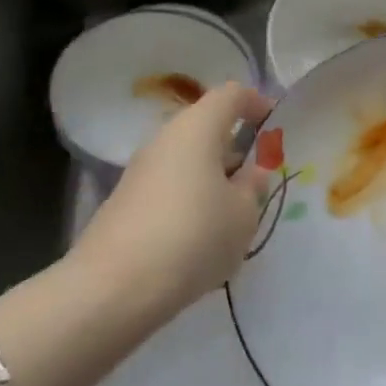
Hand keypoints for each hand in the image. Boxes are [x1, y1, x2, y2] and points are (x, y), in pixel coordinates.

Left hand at [68, 81, 273, 329]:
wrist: (111, 290)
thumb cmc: (193, 237)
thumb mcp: (243, 214)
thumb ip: (254, 186)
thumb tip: (252, 172)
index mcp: (198, 127)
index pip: (231, 94)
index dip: (256, 103)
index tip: (274, 124)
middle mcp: (165, 138)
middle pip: (206, 127)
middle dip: (234, 147)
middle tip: (258, 177)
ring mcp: (140, 171)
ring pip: (187, 159)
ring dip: (212, 177)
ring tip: (234, 213)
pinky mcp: (125, 203)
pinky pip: (170, 186)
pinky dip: (191, 199)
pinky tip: (201, 237)